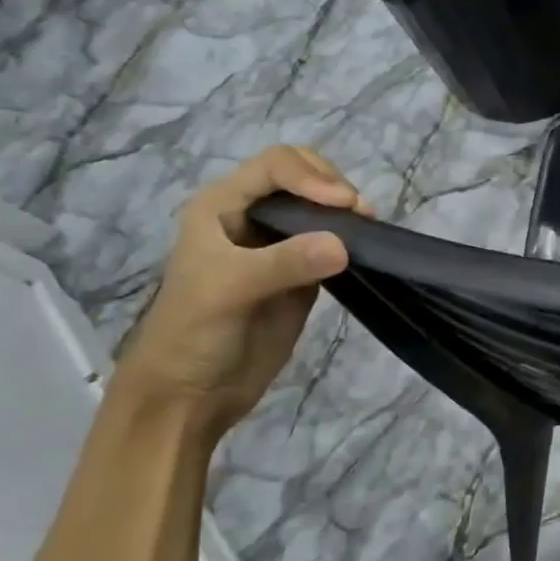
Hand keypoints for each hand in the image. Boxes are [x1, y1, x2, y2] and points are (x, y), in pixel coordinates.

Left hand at [113, 147, 368, 435]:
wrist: (190, 394)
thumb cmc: (192, 333)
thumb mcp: (229, 289)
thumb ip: (284, 262)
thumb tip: (344, 244)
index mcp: (222, 206)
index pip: (275, 166)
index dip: (311, 176)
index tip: (342, 204)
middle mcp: (252, 217)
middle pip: (304, 177)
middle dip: (334, 187)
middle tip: (360, 215)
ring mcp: (280, 247)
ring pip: (322, 210)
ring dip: (348, 213)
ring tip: (368, 230)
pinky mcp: (303, 275)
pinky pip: (333, 244)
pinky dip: (352, 241)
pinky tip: (365, 250)